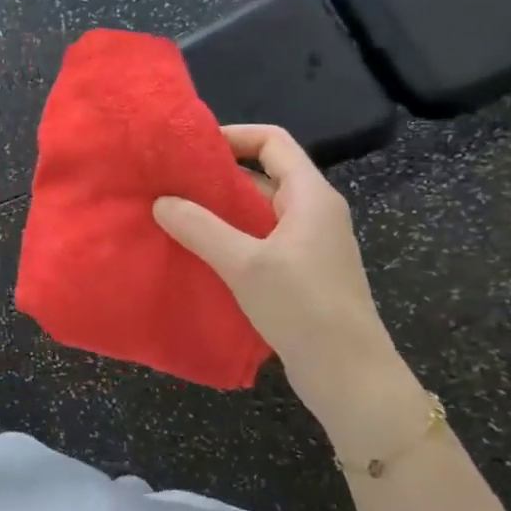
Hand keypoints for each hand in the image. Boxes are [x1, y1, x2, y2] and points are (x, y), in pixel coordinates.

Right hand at [153, 124, 413, 426]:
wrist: (349, 374)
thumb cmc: (303, 308)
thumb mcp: (245, 264)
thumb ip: (200, 228)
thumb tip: (161, 202)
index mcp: (311, 195)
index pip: (273, 141)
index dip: (233, 135)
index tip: (190, 147)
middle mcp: (313, 210)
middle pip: (264, 173)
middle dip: (218, 174)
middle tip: (171, 181)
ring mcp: (309, 242)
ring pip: (259, 209)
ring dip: (220, 207)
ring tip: (175, 212)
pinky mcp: (301, 270)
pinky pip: (261, 237)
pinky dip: (231, 235)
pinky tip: (199, 249)